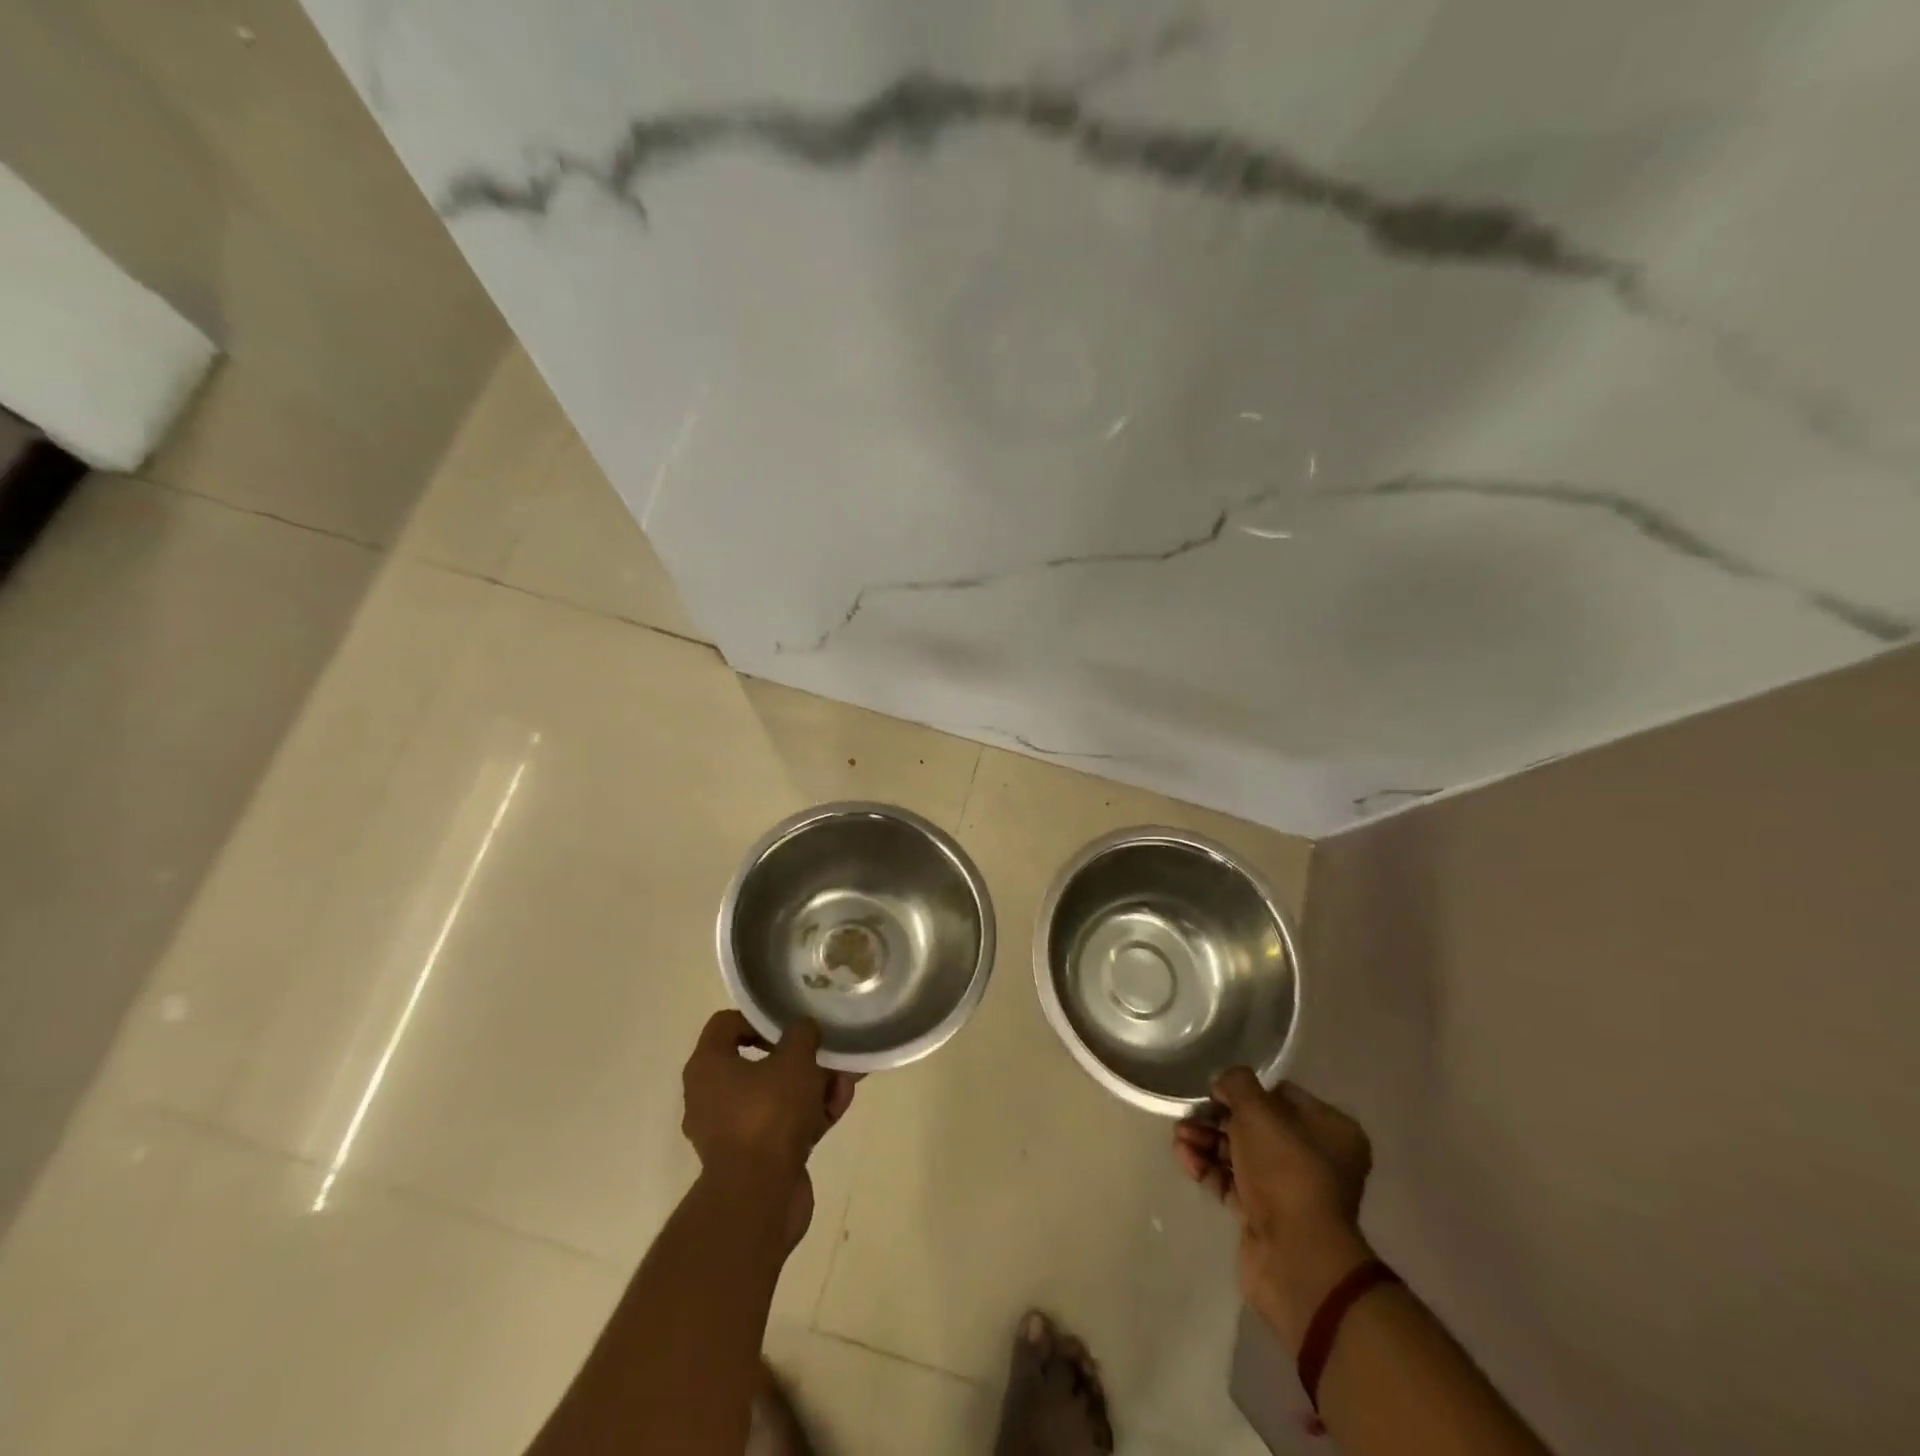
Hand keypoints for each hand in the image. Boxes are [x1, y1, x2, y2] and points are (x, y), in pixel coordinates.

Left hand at [682, 1012, 856, 1244]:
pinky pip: (784, 1124)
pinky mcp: (755, 1158)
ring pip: (777, 1095)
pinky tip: (841, 1104)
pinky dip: (810, 1113)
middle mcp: (712, 1096)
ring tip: (846, 1078)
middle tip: (826, 1051)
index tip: (791, 1024)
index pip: (726, 1024)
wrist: (759, 1199)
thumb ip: (801, 1035)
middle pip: (758, 1062)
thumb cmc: (768, 1115)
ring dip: (813, 1085)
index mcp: (708, 1067)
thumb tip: (803, 1028)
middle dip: (800, 1057)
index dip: (760, 1018)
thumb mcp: (793, 1060)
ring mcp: (733, 1131)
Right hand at [1175, 1069, 1374, 1349]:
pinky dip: (1208, 1167)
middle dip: (1218, 1117)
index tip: (1216, 1090)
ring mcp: (1290, 1191)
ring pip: (1241, 1154)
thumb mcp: (1258, 1110)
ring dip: (1207, 1140)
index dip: (1246, 1091)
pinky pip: (1232, 1182)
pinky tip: (1183, 1156)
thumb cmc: (1285, 1169)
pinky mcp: (1265, 1216)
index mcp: (1330, 1130)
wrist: (1295, 1256)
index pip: (1282, 1095)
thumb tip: (1224, 1084)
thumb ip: (1237, 1084)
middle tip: (1189, 1113)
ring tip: (1179, 1136)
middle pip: (1257, 1126)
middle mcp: (1316, 1159)